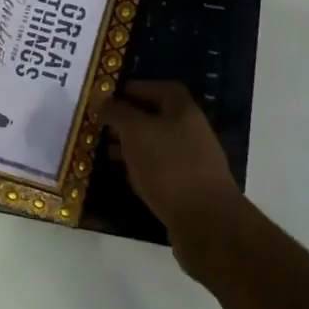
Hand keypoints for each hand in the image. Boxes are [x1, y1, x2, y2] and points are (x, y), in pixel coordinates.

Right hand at [102, 82, 246, 265]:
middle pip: (160, 117)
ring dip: (134, 146)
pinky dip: (143, 168)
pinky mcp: (190, 187)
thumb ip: (118, 112)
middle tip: (104, 126)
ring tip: (108, 152)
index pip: (162, 88)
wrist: (205, 219)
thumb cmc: (168, 166)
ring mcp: (194, 160)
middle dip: (130, 120)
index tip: (112, 97)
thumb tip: (103, 100)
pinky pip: (162, 169)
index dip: (138, 88)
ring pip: (158, 145)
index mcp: (184, 111)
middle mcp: (193, 131)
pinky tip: (128, 177)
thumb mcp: (136, 132)